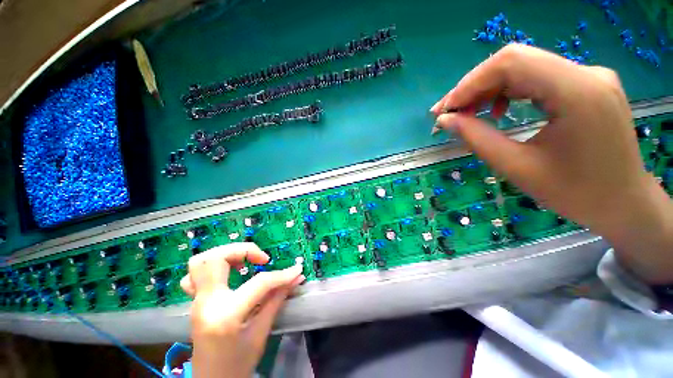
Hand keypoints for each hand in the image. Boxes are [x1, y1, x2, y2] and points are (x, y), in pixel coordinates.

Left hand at [180, 243, 304, 377]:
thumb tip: (296, 277)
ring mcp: (196, 301)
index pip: (258, 283)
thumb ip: (277, 299)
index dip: (281, 275)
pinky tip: (227, 272)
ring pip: (201, 261)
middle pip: (216, 259)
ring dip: (227, 253)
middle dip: (244, 250)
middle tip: (263, 259)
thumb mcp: (261, 333)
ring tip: (246, 261)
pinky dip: (212, 266)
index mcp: (226, 315)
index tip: (296, 269)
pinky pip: (194, 275)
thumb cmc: (238, 364)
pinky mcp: (195, 302)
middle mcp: (206, 303)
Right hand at [430, 44, 672, 283]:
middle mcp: (583, 74)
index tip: (441, 109)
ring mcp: (584, 77)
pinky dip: (504, 92)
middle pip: (514, 60)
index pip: (510, 64)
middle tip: (446, 113)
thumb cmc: (577, 195)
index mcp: (576, 92)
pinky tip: (494, 111)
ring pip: (522, 67)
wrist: (625, 204)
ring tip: (466, 115)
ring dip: (486, 89)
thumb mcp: (519, 167)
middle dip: (472, 85)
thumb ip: (479, 137)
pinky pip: (533, 78)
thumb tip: (446, 120)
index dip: (468, 82)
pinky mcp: (581, 85)